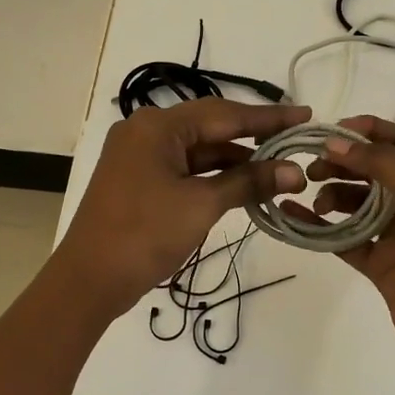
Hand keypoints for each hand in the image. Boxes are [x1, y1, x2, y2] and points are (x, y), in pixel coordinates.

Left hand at [52, 98, 310, 316]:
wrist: (88, 281)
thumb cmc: (144, 234)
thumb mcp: (201, 205)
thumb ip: (249, 182)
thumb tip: (295, 171)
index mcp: (157, 126)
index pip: (225, 113)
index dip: (268, 118)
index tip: (306, 115)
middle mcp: (146, 131)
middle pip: (211, 127)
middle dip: (255, 137)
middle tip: (297, 139)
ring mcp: (140, 156)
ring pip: (199, 150)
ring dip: (236, 160)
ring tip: (280, 167)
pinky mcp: (140, 180)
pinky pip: (186, 168)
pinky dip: (214, 176)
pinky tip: (245, 183)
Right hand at [288, 115, 394, 378]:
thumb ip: (384, 166)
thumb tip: (337, 143)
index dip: (369, 131)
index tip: (331, 131)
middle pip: (374, 169)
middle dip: (343, 163)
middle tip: (313, 168)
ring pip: (356, 202)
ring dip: (333, 194)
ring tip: (317, 201)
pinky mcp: (379, 262)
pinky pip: (344, 236)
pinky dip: (321, 226)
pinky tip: (295, 217)